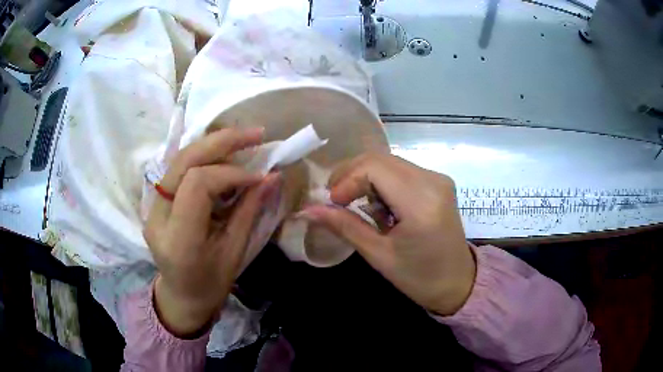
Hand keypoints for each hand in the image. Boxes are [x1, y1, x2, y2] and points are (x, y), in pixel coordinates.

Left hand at [144, 127, 280, 336]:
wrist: (181, 295)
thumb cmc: (210, 284)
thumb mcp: (234, 252)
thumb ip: (249, 211)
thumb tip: (272, 176)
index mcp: (178, 238)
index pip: (198, 184)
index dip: (231, 173)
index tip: (259, 176)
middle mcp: (158, 217)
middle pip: (184, 161)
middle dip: (221, 141)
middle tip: (256, 134)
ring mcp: (152, 206)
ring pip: (179, 158)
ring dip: (213, 143)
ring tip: (244, 139)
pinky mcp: (155, 201)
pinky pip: (179, 167)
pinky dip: (204, 155)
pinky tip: (224, 153)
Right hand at [300, 154, 474, 315]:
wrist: (457, 282)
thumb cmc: (419, 278)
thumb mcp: (379, 255)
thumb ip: (344, 226)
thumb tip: (308, 210)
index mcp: (421, 203)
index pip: (373, 167)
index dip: (346, 180)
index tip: (332, 203)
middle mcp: (433, 181)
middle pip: (379, 159)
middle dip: (351, 176)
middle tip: (336, 201)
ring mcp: (438, 178)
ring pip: (388, 162)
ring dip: (366, 179)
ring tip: (360, 208)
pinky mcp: (438, 181)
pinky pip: (401, 170)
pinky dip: (382, 182)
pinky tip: (381, 207)